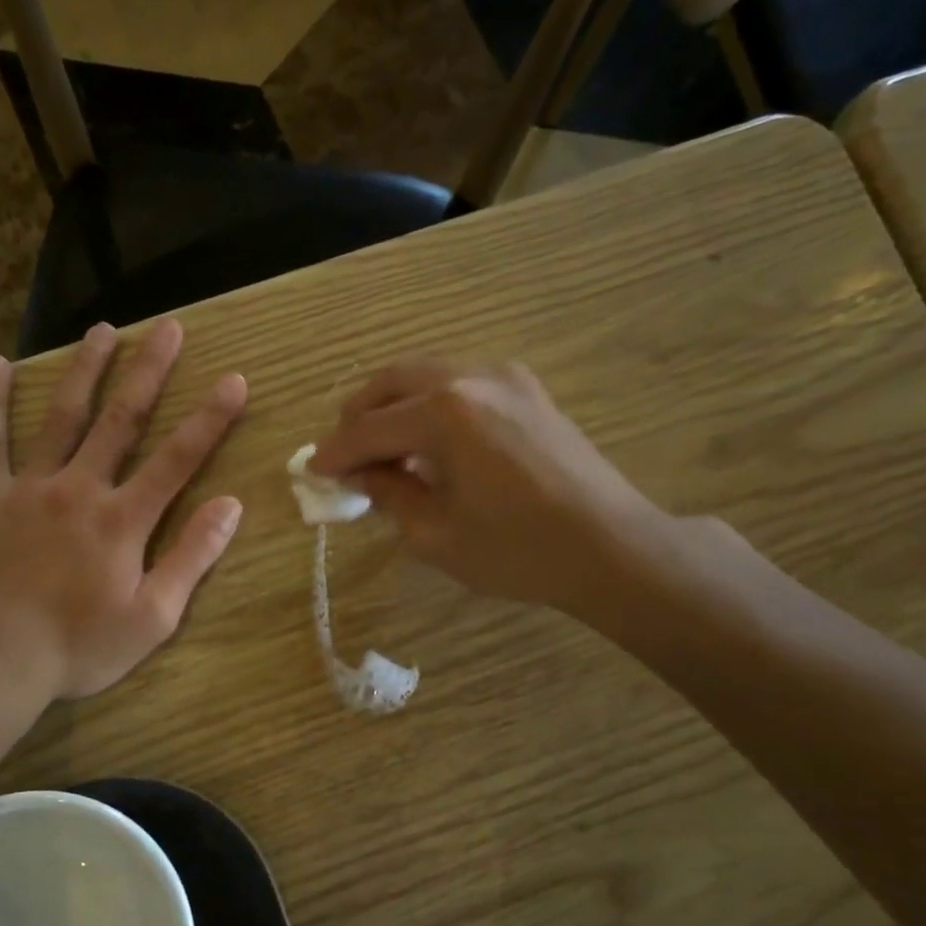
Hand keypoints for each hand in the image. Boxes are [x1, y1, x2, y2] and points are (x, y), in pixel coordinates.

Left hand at [0, 321, 246, 700]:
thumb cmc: (78, 647)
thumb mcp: (152, 617)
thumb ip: (191, 557)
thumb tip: (230, 506)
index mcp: (124, 520)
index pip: (178, 458)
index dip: (210, 418)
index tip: (234, 379)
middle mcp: (80, 489)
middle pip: (122, 420)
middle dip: (150, 371)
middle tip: (169, 328)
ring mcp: (28, 489)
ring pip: (62, 417)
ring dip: (85, 371)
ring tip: (102, 331)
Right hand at [310, 360, 677, 631]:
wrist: (611, 547)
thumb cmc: (517, 550)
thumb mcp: (435, 533)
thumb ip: (389, 492)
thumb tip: (359, 474)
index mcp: (445, 412)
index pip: (369, 428)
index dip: (336, 453)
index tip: (313, 471)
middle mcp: (471, 377)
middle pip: (392, 382)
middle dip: (359, 416)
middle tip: (344, 454)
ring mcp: (505, 377)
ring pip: (427, 375)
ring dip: (394, 406)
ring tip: (383, 450)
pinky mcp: (528, 389)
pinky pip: (460, 383)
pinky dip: (430, 404)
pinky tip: (429, 442)